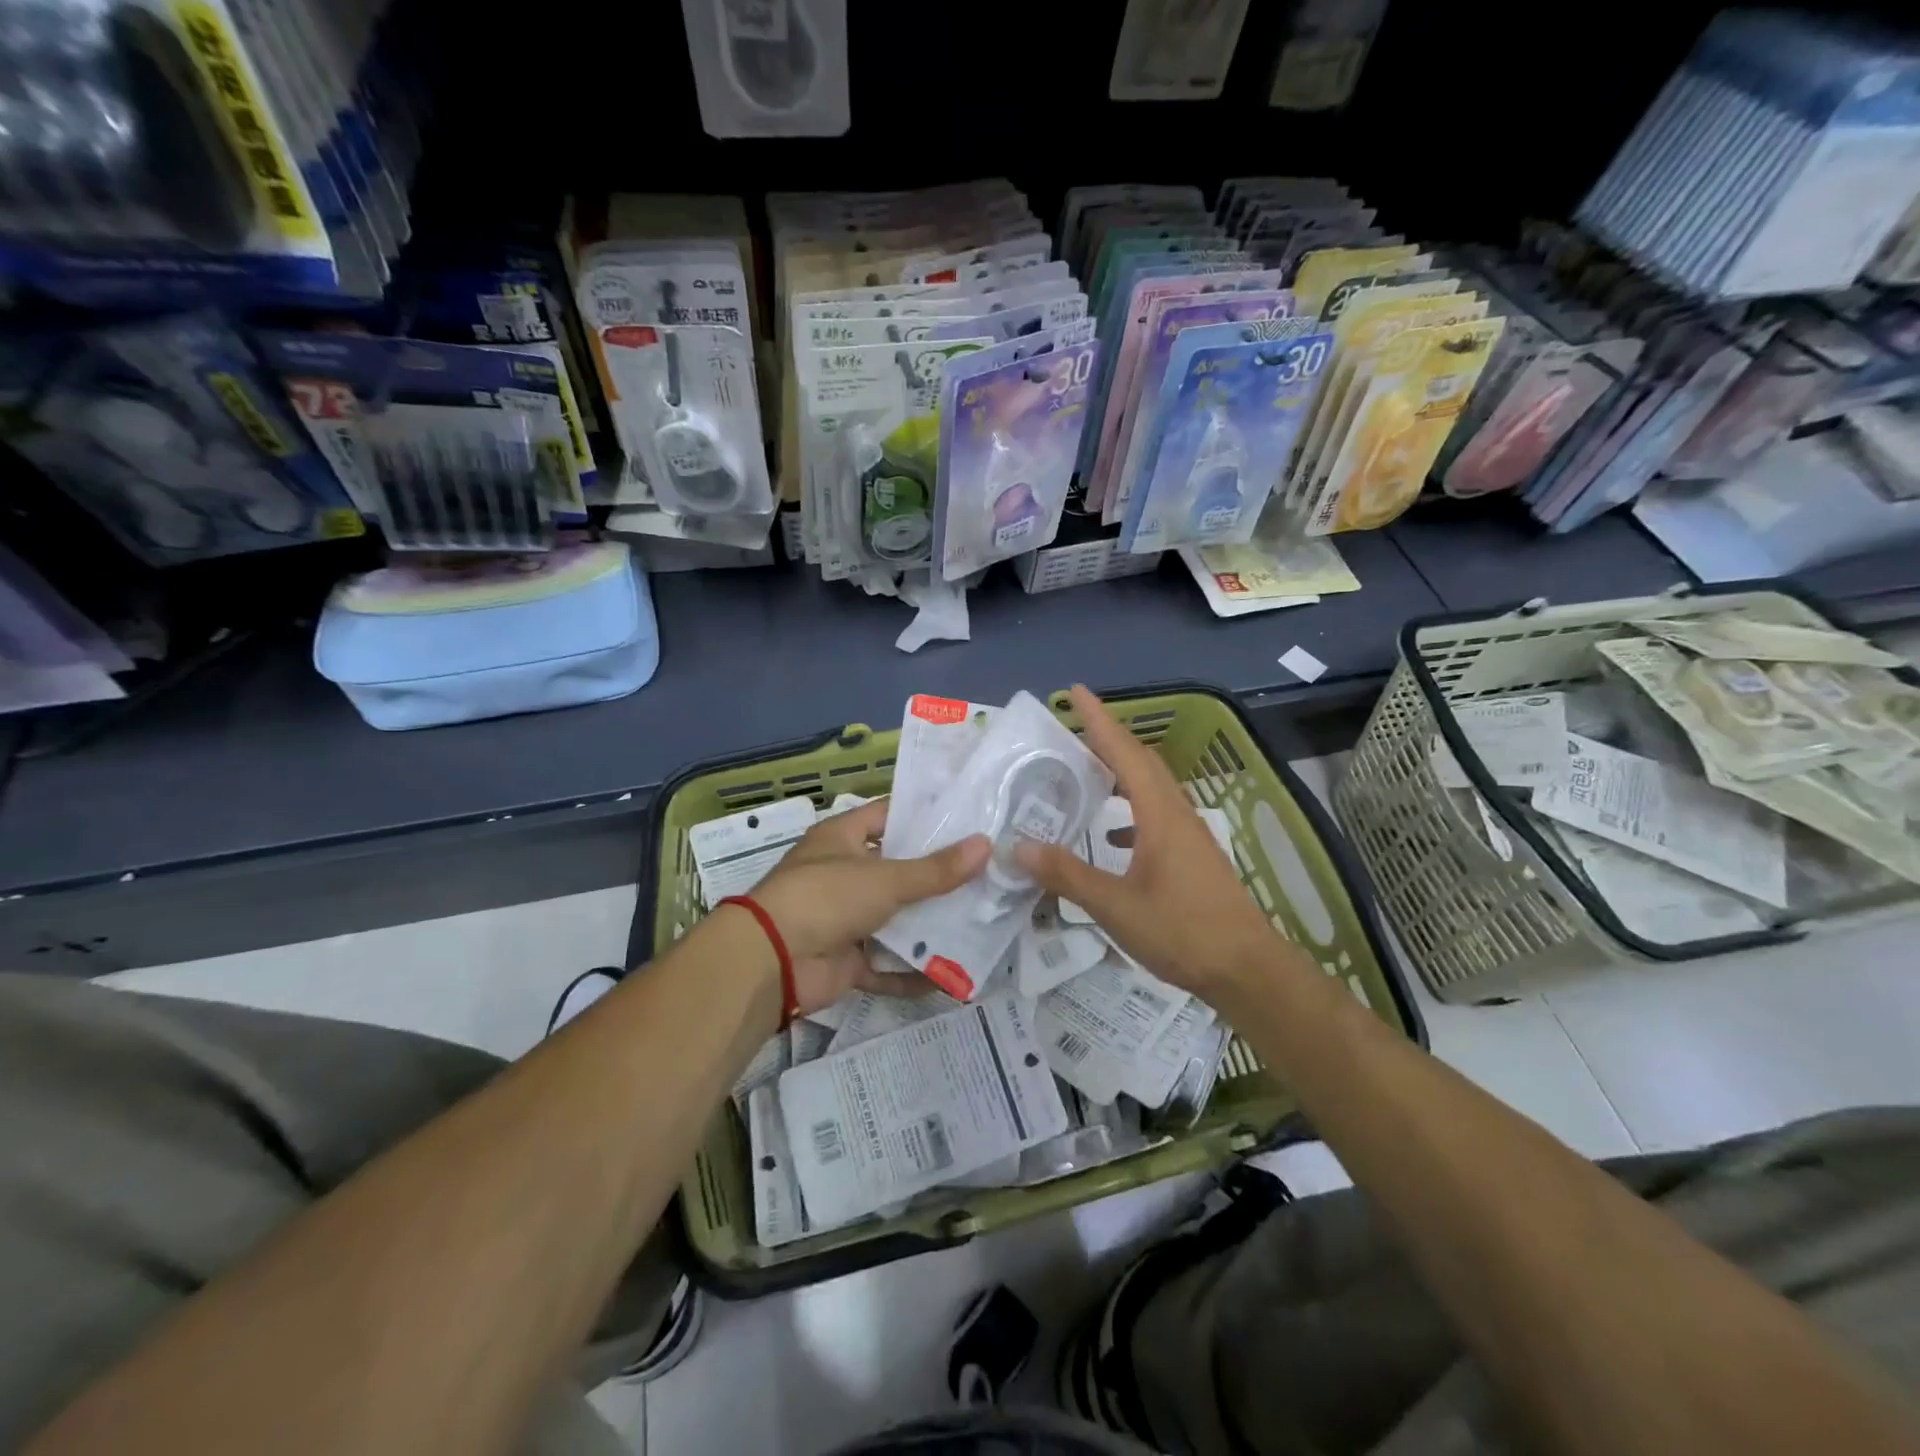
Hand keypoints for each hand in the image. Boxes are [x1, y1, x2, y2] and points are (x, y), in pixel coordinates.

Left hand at [749, 799, 988, 1012]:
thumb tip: (985, 845)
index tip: (968, 822)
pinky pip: (886, 964)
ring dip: (929, 925)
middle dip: (937, 877)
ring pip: (895, 919)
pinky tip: (951, 975)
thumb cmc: (826, 897)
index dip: (925, 817)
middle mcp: (843, 874)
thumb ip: (936, 869)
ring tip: (980, 922)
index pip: (889, 816)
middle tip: (987, 875)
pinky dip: (912, 971)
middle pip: (897, 871)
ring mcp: (843, 919)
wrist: (771, 961)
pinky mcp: (845, 960)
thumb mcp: (886, 878)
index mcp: (843, 838)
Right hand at [1014, 685, 1282, 1000]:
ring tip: (1086, 771)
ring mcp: (1189, 834)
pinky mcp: (1192, 856)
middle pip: (1141, 761)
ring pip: (1151, 787)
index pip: (1123, 752)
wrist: (1247, 969)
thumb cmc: (1182, 931)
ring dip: (1120, 771)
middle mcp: (1176, 814)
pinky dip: (1130, 810)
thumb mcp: (1114, 906)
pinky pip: (1156, 814)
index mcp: (1159, 814)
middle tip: (1072, 727)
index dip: (1098, 720)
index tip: (1076, 691)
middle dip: (1107, 738)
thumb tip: (1018, 847)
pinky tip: (1111, 837)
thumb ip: (1067, 874)